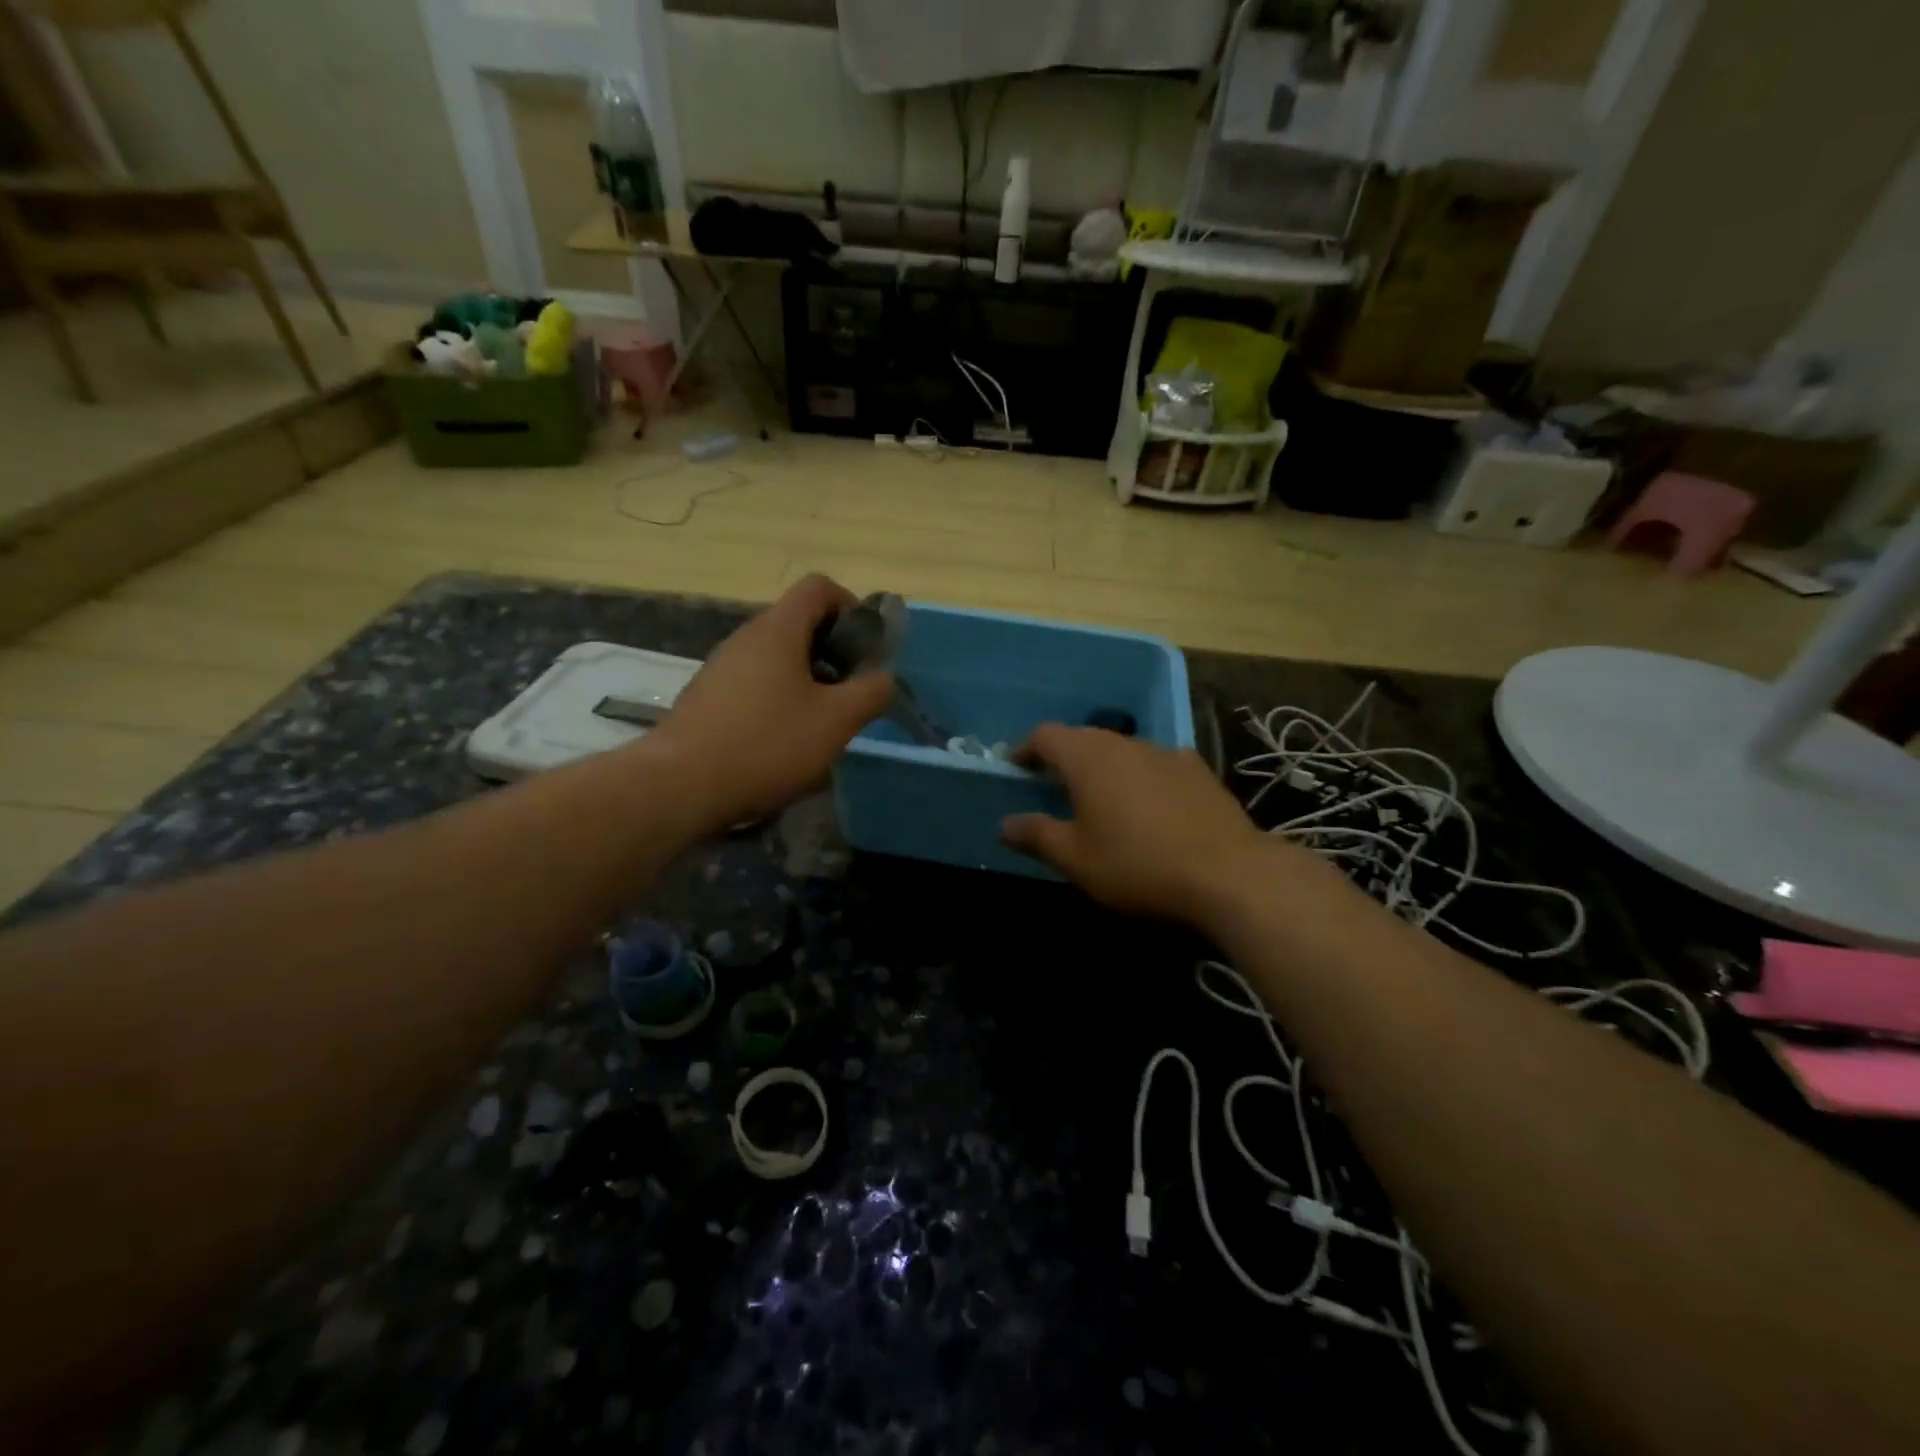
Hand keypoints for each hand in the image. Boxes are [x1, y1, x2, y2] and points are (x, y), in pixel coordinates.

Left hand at [646, 575, 893, 833]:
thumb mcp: (835, 721)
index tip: (864, 650)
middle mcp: (746, 637)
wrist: (680, 786)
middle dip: (833, 652)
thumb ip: (870, 693)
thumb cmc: (766, 744)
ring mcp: (721, 667)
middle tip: (849, 693)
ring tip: (820, 723)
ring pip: (777, 657)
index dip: (851, 607)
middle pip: (799, 622)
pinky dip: (779, 699)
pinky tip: (782, 741)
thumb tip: (883, 678)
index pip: (819, 587)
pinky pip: (755, 682)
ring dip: (808, 680)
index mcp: (777, 630)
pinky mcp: (707, 697)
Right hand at [1001, 724, 1278, 922]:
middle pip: (1083, 737)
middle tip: (1051, 784)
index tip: (1015, 768)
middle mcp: (1124, 743)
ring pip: (1120, 748)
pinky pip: (1154, 763)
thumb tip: (1005, 824)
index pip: (1045, 735)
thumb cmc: (1137, 864)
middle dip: (1062, 756)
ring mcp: (1164, 752)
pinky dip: (1138, 775)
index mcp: (1087, 758)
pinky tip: (1147, 804)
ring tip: (1098, 796)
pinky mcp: (1195, 769)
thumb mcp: (1076, 858)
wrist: (1228, 872)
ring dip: (1102, 765)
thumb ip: (1037, 835)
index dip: (1025, 749)